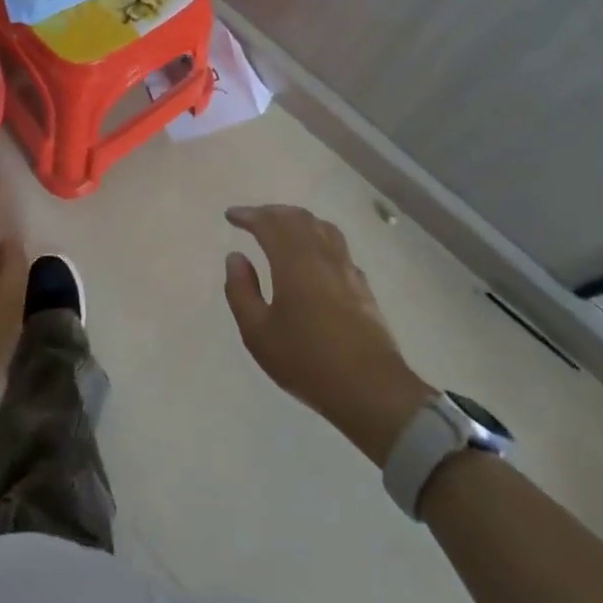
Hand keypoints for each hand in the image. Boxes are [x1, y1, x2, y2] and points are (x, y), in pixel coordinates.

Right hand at [223, 204, 434, 465]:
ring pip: (322, 227)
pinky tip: (314, 256)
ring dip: (298, 220)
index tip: (231, 216)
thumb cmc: (307, 361)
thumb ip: (241, 290)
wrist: (371, 390)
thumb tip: (235, 257)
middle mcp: (321, 256)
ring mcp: (346, 269)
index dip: (248, 215)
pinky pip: (338, 246)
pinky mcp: (362, 286)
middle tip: (253, 218)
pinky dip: (318, 238)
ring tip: (283, 228)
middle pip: (298, 218)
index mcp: (293, 261)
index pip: (269, 224)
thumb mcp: (258, 333)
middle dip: (272, 212)